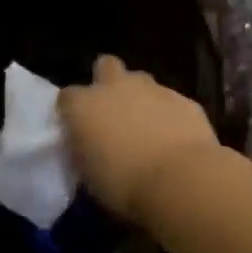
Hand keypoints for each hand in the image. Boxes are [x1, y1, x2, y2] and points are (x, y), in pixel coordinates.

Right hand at [59, 54, 220, 222]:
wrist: (180, 181)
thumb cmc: (124, 186)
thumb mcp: (89, 176)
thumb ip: (85, 151)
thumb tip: (89, 146)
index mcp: (83, 106)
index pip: (67, 97)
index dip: (73, 111)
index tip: (79, 129)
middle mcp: (115, 87)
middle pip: (106, 66)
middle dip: (108, 81)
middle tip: (113, 110)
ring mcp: (152, 89)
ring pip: (141, 81)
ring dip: (141, 98)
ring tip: (147, 127)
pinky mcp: (184, 99)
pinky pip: (171, 101)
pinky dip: (169, 114)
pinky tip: (175, 137)